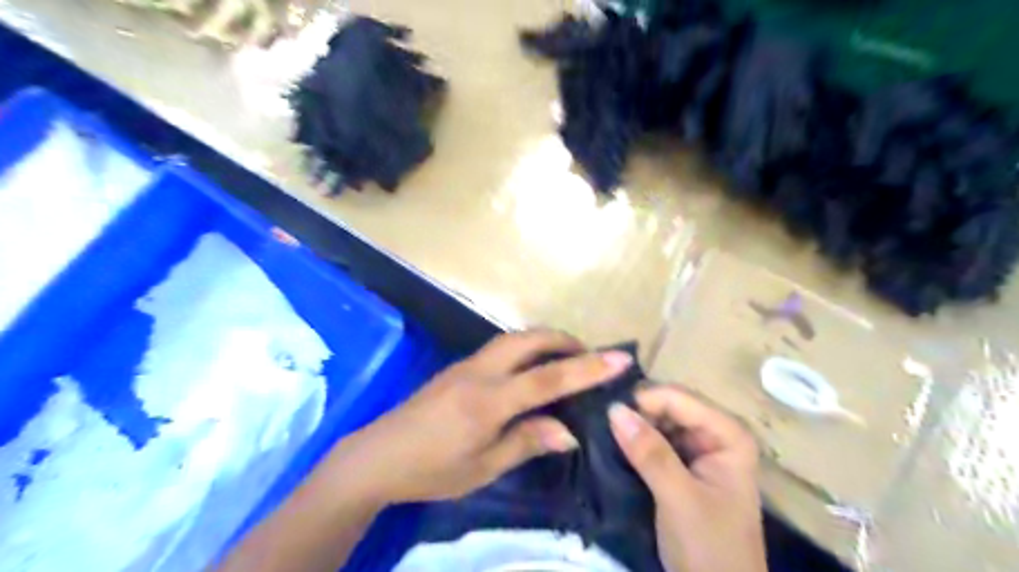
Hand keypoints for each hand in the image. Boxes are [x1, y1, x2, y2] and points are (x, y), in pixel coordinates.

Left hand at [335, 332, 633, 504]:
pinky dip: (526, 349)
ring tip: (567, 358)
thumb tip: (570, 431)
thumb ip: (527, 441)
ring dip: (545, 341)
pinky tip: (532, 368)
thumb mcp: (483, 467)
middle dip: (565, 340)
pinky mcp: (458, 367)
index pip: (548, 378)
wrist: (377, 456)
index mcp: (489, 401)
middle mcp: (480, 372)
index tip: (620, 358)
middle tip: (591, 356)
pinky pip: (501, 348)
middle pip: (529, 340)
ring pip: (513, 338)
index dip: (587, 368)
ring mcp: (467, 365)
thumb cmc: (431, 469)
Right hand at [603, 384, 762, 570]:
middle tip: (598, 421)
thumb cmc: (710, 549)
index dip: (643, 401)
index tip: (605, 412)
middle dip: (636, 413)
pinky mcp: (683, 467)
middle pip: (669, 407)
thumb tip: (613, 408)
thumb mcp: (678, 498)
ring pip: (659, 423)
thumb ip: (649, 452)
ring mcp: (699, 450)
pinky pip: (655, 442)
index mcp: (728, 435)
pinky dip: (636, 443)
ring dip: (633, 427)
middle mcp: (715, 434)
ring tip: (600, 431)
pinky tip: (614, 445)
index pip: (679, 399)